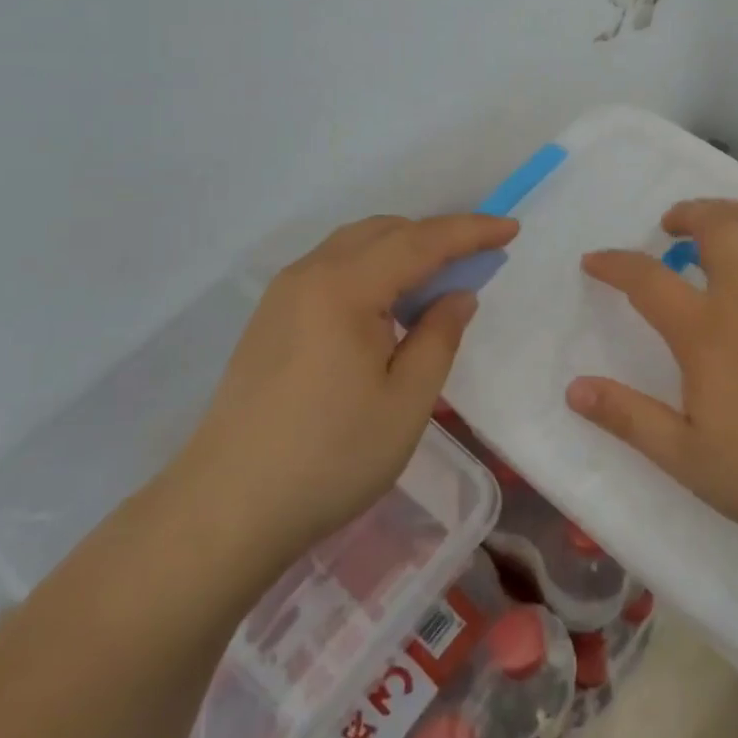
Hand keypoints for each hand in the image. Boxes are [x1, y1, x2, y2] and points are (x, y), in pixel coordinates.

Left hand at [172, 213, 518, 553]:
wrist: (226, 509)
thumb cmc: (329, 457)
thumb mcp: (406, 402)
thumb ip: (439, 337)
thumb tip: (457, 296)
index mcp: (344, 287)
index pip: (420, 241)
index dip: (470, 231)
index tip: (510, 228)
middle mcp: (310, 274)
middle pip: (384, 231)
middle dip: (435, 236)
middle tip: (476, 260)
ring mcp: (283, 294)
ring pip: (354, 246)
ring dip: (401, 251)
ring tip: (435, 284)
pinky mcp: (269, 318)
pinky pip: (332, 269)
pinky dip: (371, 270)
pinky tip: (386, 309)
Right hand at [566, 199, 737, 557]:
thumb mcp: (686, 457)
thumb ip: (628, 417)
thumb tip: (574, 388)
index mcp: (707, 332)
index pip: (648, 279)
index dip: (615, 264)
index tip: (595, 261)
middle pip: (719, 227)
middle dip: (689, 213)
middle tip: (672, 225)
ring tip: (723, 220)